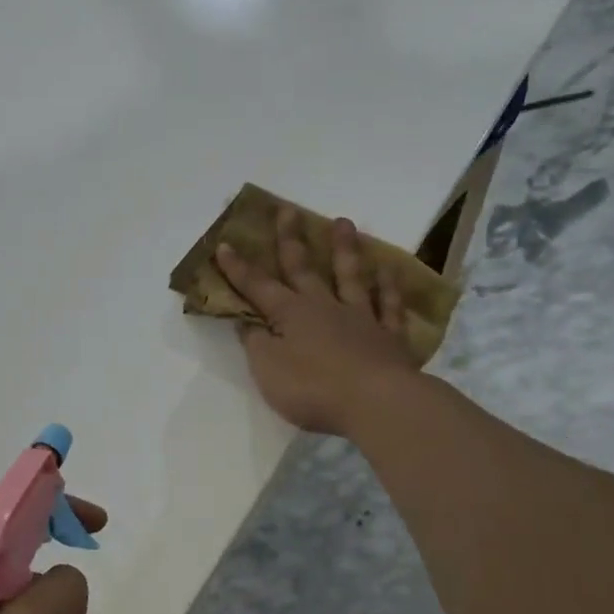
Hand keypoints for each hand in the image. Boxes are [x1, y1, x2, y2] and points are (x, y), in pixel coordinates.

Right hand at [214, 206, 420, 436]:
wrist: (376, 403)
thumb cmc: (313, 388)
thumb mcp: (268, 370)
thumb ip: (256, 343)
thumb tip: (248, 322)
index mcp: (290, 314)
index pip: (258, 286)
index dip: (238, 267)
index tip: (225, 244)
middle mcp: (324, 307)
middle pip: (304, 268)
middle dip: (291, 240)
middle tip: (287, 210)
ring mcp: (360, 318)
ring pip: (350, 276)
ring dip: (344, 249)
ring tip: (343, 222)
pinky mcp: (389, 336)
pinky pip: (388, 306)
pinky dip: (387, 288)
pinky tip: (388, 272)